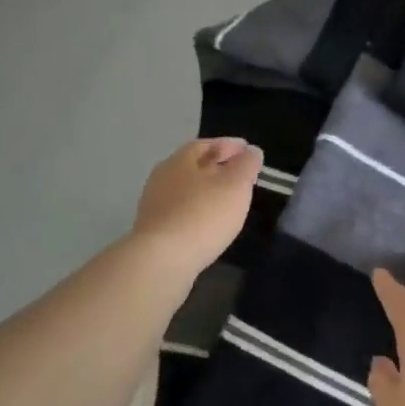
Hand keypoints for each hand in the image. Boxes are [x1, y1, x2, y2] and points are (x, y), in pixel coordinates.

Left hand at [132, 137, 262, 276]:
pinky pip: (181, 212)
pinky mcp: (153, 231)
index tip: (248, 150)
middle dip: (217, 167)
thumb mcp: (235, 185)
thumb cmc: (203, 215)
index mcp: (180, 160)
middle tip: (239, 175)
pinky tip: (208, 223)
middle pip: (193, 166)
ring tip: (227, 200)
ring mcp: (154, 205)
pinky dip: (197, 211)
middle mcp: (162, 177)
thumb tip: (251, 151)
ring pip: (186, 190)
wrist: (161, 261)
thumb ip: (246, 165)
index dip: (229, 145)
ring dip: (206, 191)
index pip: (206, 144)